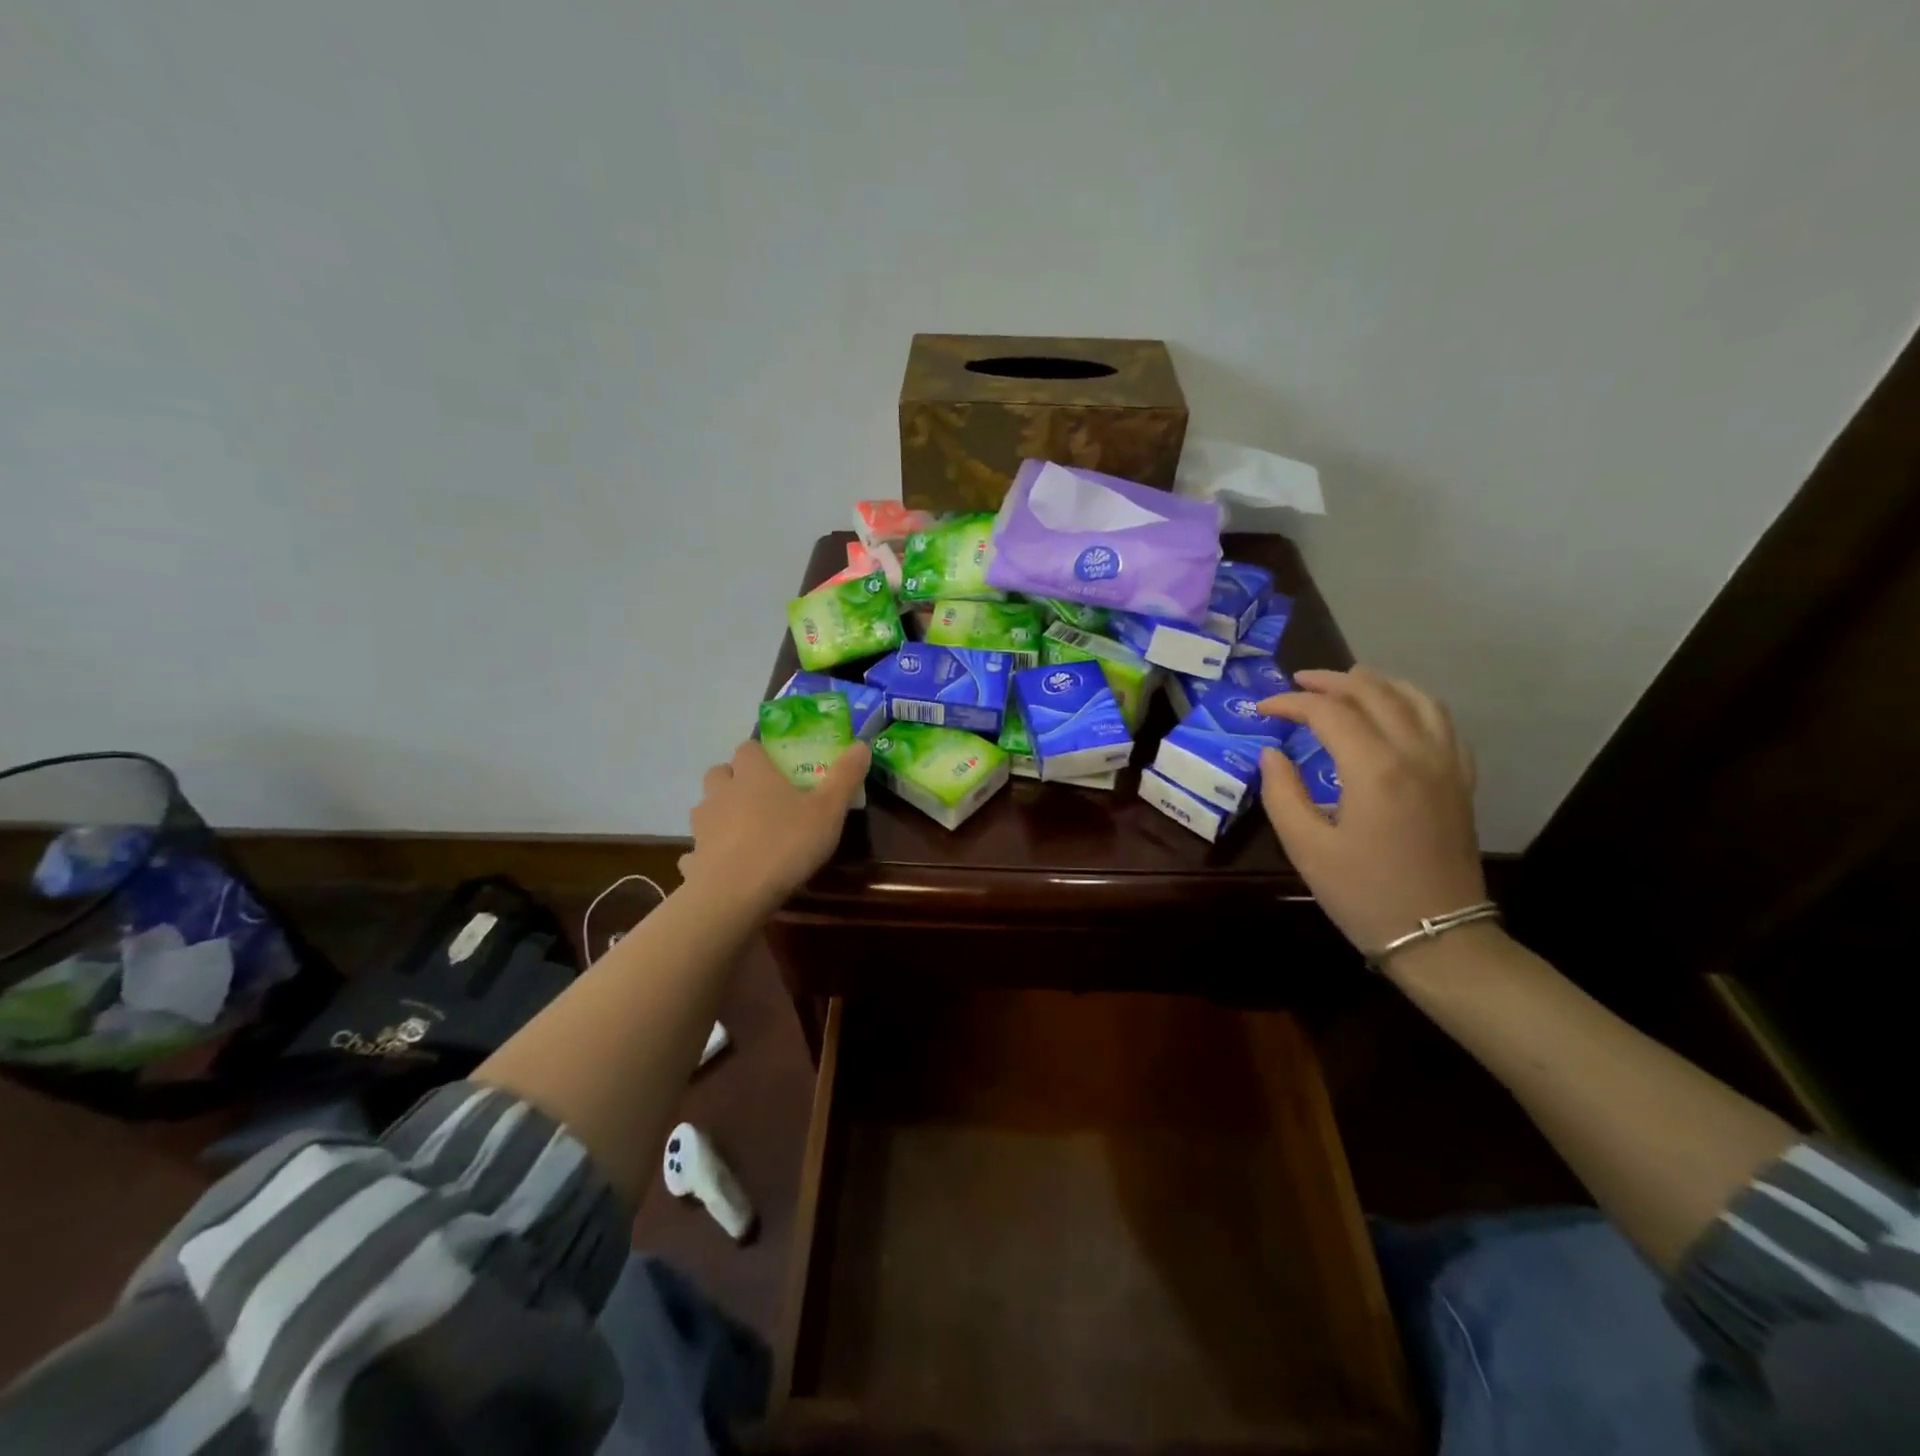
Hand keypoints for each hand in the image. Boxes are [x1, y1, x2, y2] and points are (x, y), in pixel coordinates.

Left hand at [679, 740, 869, 910]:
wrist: (735, 894)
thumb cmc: (786, 843)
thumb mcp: (828, 810)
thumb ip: (845, 776)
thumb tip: (861, 744)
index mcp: (753, 774)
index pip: (748, 747)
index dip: (761, 754)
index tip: (778, 767)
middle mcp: (721, 792)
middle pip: (720, 772)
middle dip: (735, 779)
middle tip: (761, 797)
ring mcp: (702, 826)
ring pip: (706, 808)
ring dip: (720, 813)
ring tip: (745, 831)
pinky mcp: (693, 859)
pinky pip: (697, 850)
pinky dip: (708, 854)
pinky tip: (725, 867)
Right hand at [1256, 668, 1486, 958]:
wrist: (1437, 936)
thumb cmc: (1363, 893)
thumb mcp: (1306, 847)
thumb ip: (1282, 792)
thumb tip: (1272, 754)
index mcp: (1375, 769)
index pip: (1329, 713)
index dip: (1291, 704)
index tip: (1262, 709)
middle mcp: (1416, 753)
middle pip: (1374, 693)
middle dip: (1331, 681)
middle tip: (1297, 683)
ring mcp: (1446, 765)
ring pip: (1415, 698)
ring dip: (1377, 683)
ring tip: (1347, 682)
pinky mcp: (1460, 780)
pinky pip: (1442, 722)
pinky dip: (1413, 702)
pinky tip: (1396, 711)